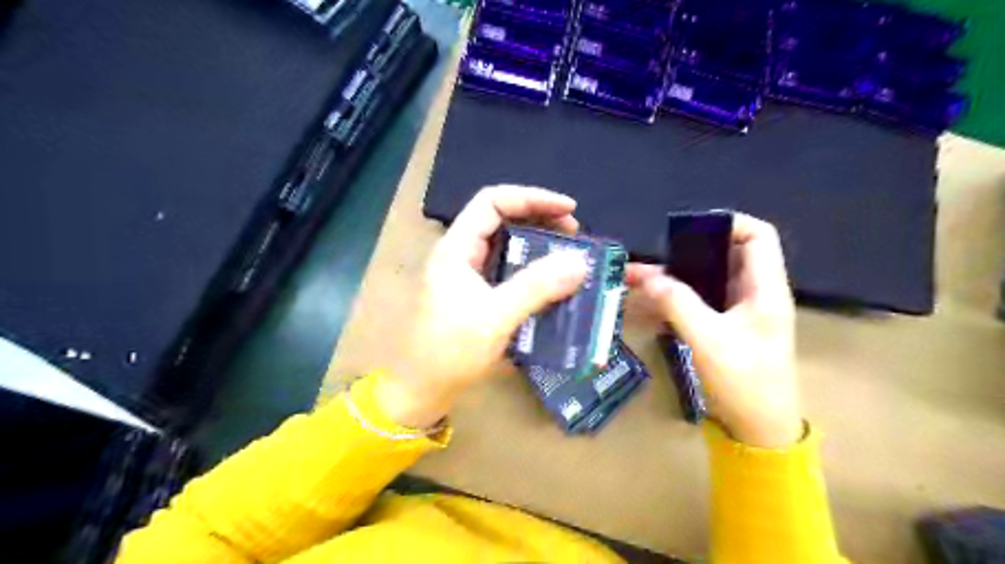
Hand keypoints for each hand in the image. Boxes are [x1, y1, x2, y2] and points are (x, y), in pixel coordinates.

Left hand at [382, 185, 590, 427]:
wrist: (421, 390)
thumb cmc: (450, 351)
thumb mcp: (495, 317)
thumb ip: (537, 287)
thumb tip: (579, 262)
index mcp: (456, 249)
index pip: (492, 202)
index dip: (531, 198)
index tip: (568, 210)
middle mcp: (461, 255)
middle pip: (501, 219)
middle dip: (539, 219)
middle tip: (574, 233)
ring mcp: (467, 276)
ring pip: (506, 245)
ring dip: (538, 245)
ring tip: (568, 254)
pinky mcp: (476, 295)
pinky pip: (507, 270)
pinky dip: (531, 269)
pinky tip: (551, 281)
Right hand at [626, 214, 801, 447]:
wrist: (757, 429)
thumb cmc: (745, 382)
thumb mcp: (709, 340)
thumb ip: (678, 303)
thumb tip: (649, 277)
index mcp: (765, 289)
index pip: (759, 236)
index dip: (729, 223)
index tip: (690, 229)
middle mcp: (753, 294)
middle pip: (725, 255)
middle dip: (687, 251)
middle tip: (654, 256)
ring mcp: (737, 312)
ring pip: (705, 280)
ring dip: (673, 277)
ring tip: (636, 278)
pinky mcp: (723, 328)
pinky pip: (696, 302)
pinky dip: (673, 299)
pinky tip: (645, 303)